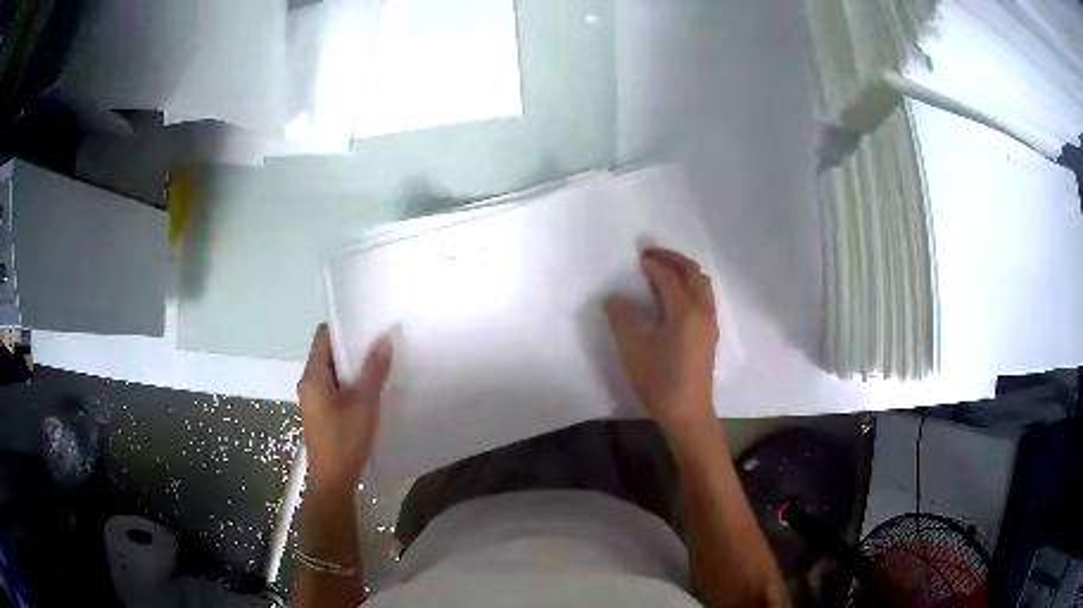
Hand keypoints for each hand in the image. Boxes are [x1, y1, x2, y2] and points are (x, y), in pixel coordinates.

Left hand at [297, 324, 392, 492]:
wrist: (333, 480)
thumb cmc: (345, 440)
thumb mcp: (364, 403)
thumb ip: (374, 369)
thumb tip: (385, 336)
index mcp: (313, 375)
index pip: (323, 336)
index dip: (344, 327)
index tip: (368, 324)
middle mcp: (308, 382)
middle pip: (327, 353)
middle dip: (352, 348)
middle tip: (379, 343)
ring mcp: (313, 399)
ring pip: (332, 372)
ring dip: (352, 368)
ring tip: (378, 363)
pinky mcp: (320, 413)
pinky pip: (333, 388)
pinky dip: (349, 384)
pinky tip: (369, 390)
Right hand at [605, 248, 718, 433]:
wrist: (688, 412)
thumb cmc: (659, 379)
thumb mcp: (632, 347)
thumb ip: (621, 317)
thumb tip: (615, 299)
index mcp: (685, 309)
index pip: (669, 276)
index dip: (653, 264)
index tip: (638, 258)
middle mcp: (702, 310)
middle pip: (693, 273)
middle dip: (673, 260)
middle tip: (652, 255)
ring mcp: (710, 323)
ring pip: (702, 285)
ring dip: (684, 272)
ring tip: (664, 274)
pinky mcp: (710, 336)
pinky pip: (704, 298)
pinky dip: (690, 287)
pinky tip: (675, 300)